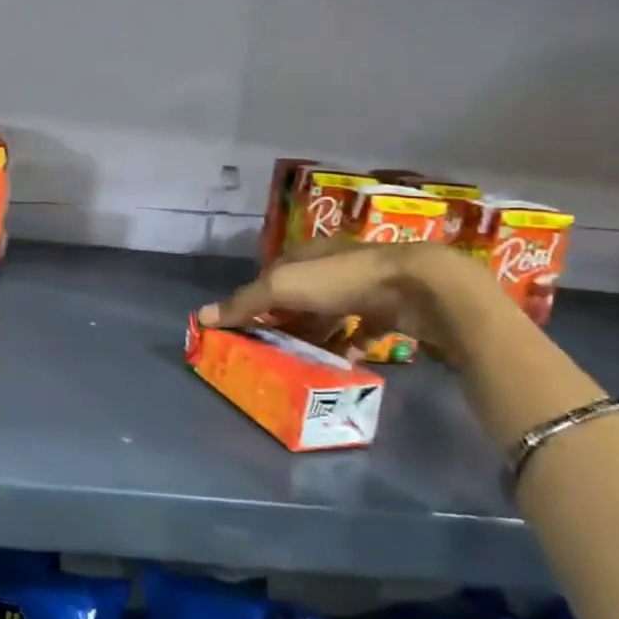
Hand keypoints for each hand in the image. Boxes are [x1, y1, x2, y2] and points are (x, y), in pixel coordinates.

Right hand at [198, 236, 497, 366]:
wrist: (417, 287)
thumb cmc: (341, 280)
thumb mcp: (282, 287)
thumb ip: (245, 302)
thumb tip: (201, 316)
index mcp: (305, 255)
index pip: (271, 275)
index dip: (256, 299)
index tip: (245, 327)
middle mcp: (333, 267)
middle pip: (300, 297)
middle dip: (286, 321)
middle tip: (273, 350)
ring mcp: (365, 287)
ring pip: (331, 314)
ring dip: (316, 335)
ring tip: (303, 361)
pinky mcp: (390, 309)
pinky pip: (363, 330)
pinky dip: (351, 345)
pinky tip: (342, 363)